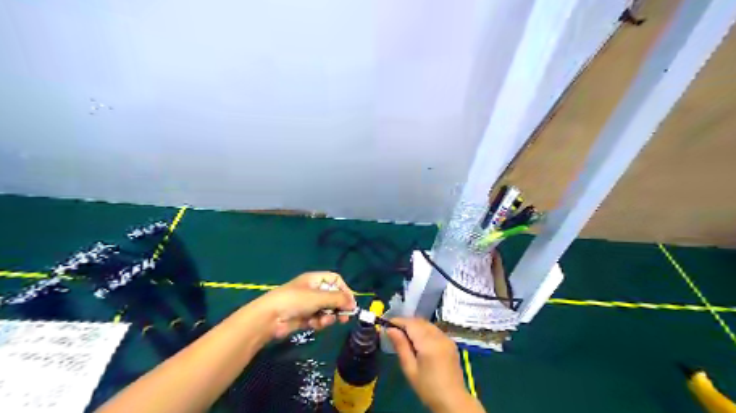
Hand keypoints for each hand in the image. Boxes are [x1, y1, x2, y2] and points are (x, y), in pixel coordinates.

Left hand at [252, 271, 358, 338]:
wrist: (270, 318)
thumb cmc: (295, 301)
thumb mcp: (319, 297)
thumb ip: (338, 299)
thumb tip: (353, 303)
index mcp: (315, 279)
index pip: (335, 280)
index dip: (344, 290)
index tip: (350, 303)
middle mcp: (313, 290)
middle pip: (333, 296)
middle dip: (339, 306)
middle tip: (345, 317)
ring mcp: (308, 305)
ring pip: (327, 310)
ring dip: (329, 316)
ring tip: (325, 322)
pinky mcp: (304, 318)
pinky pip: (318, 319)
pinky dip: (319, 322)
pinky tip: (316, 325)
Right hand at [385, 317, 483, 411]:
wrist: (453, 401)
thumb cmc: (428, 388)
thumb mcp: (410, 369)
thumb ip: (401, 346)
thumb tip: (390, 330)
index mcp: (429, 344)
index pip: (411, 324)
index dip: (398, 321)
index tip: (387, 323)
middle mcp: (439, 336)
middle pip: (420, 322)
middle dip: (406, 322)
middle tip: (394, 330)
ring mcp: (447, 338)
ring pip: (427, 324)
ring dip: (415, 325)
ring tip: (404, 335)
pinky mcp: (451, 342)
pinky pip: (435, 330)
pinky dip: (424, 330)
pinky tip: (418, 340)